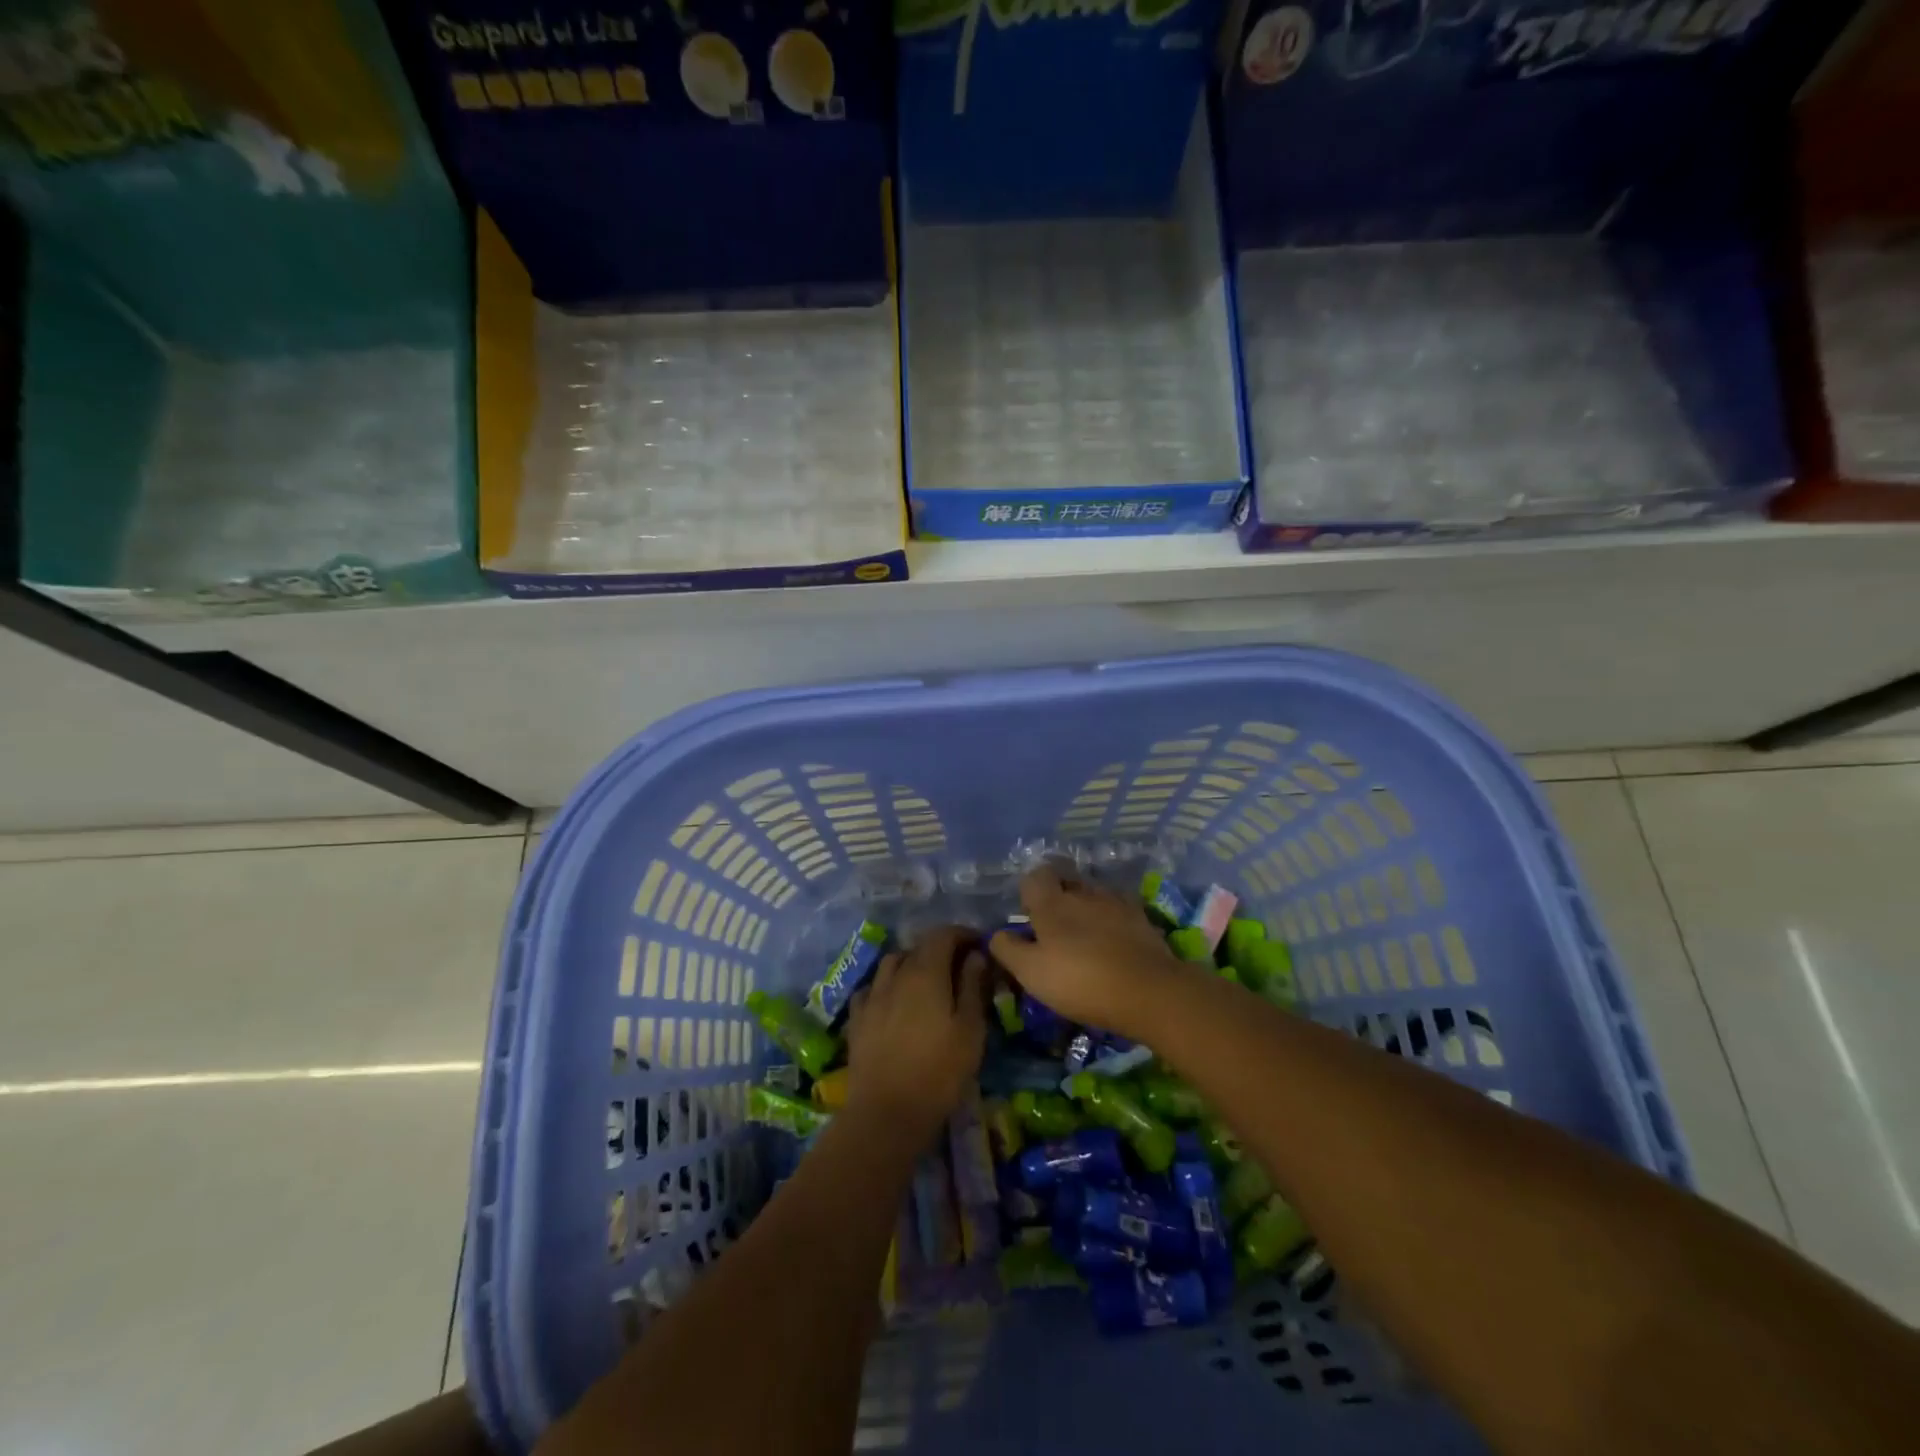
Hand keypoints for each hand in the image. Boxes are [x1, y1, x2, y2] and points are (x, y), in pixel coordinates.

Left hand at [844, 927, 987, 1143]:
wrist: (887, 1112)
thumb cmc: (939, 1071)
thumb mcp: (970, 1030)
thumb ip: (972, 987)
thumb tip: (975, 956)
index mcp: (926, 972)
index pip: (943, 935)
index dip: (963, 934)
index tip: (979, 945)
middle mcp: (895, 975)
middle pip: (918, 946)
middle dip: (940, 949)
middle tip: (959, 966)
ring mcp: (872, 995)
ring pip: (892, 963)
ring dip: (911, 963)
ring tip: (926, 981)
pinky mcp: (857, 1019)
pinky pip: (872, 988)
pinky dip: (886, 986)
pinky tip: (893, 1002)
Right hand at [988, 866, 1188, 1035]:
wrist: (1149, 991)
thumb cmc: (1080, 980)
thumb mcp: (1031, 972)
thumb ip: (1008, 949)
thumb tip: (996, 934)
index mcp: (1052, 902)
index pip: (1035, 876)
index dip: (1029, 891)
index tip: (1029, 916)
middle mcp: (1083, 892)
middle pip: (1066, 880)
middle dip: (1059, 896)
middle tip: (1055, 927)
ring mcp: (1116, 902)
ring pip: (1094, 894)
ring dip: (1086, 908)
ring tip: (1085, 936)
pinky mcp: (1142, 919)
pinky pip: (1118, 910)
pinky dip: (1111, 921)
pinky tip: (1112, 943)